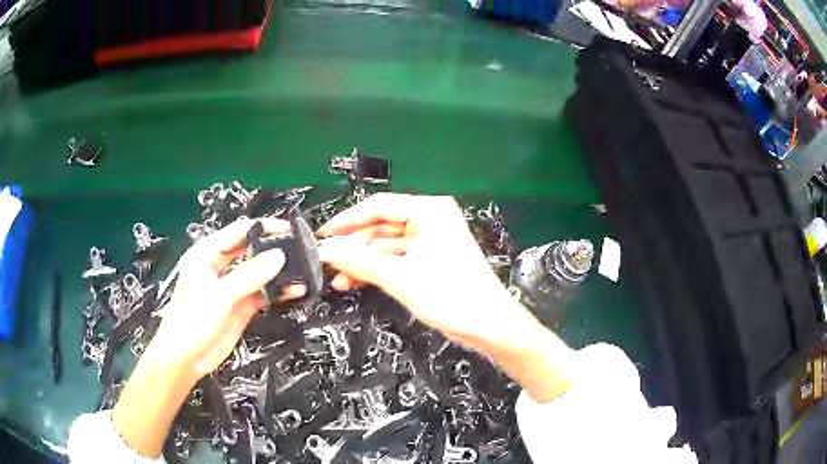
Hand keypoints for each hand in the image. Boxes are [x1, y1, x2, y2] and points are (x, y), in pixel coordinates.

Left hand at [112, 218, 303, 457]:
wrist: (186, 358)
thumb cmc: (192, 320)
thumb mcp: (219, 295)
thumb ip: (249, 275)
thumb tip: (279, 256)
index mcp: (208, 253)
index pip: (239, 232)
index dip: (263, 228)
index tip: (288, 229)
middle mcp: (221, 266)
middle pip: (251, 250)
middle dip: (273, 248)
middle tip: (300, 249)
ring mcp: (232, 287)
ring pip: (259, 272)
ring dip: (278, 272)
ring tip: (302, 270)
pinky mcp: (242, 306)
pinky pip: (263, 293)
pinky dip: (278, 291)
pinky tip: (294, 290)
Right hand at [318, 194, 515, 342]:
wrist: (489, 325)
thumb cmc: (451, 296)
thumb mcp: (400, 278)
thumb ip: (360, 261)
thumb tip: (326, 251)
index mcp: (429, 211)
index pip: (377, 206)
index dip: (346, 221)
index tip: (322, 235)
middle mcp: (430, 219)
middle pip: (380, 226)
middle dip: (353, 247)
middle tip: (327, 263)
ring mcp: (430, 240)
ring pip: (385, 245)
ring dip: (362, 262)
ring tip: (338, 279)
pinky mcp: (430, 259)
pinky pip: (396, 258)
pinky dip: (377, 270)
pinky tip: (355, 282)